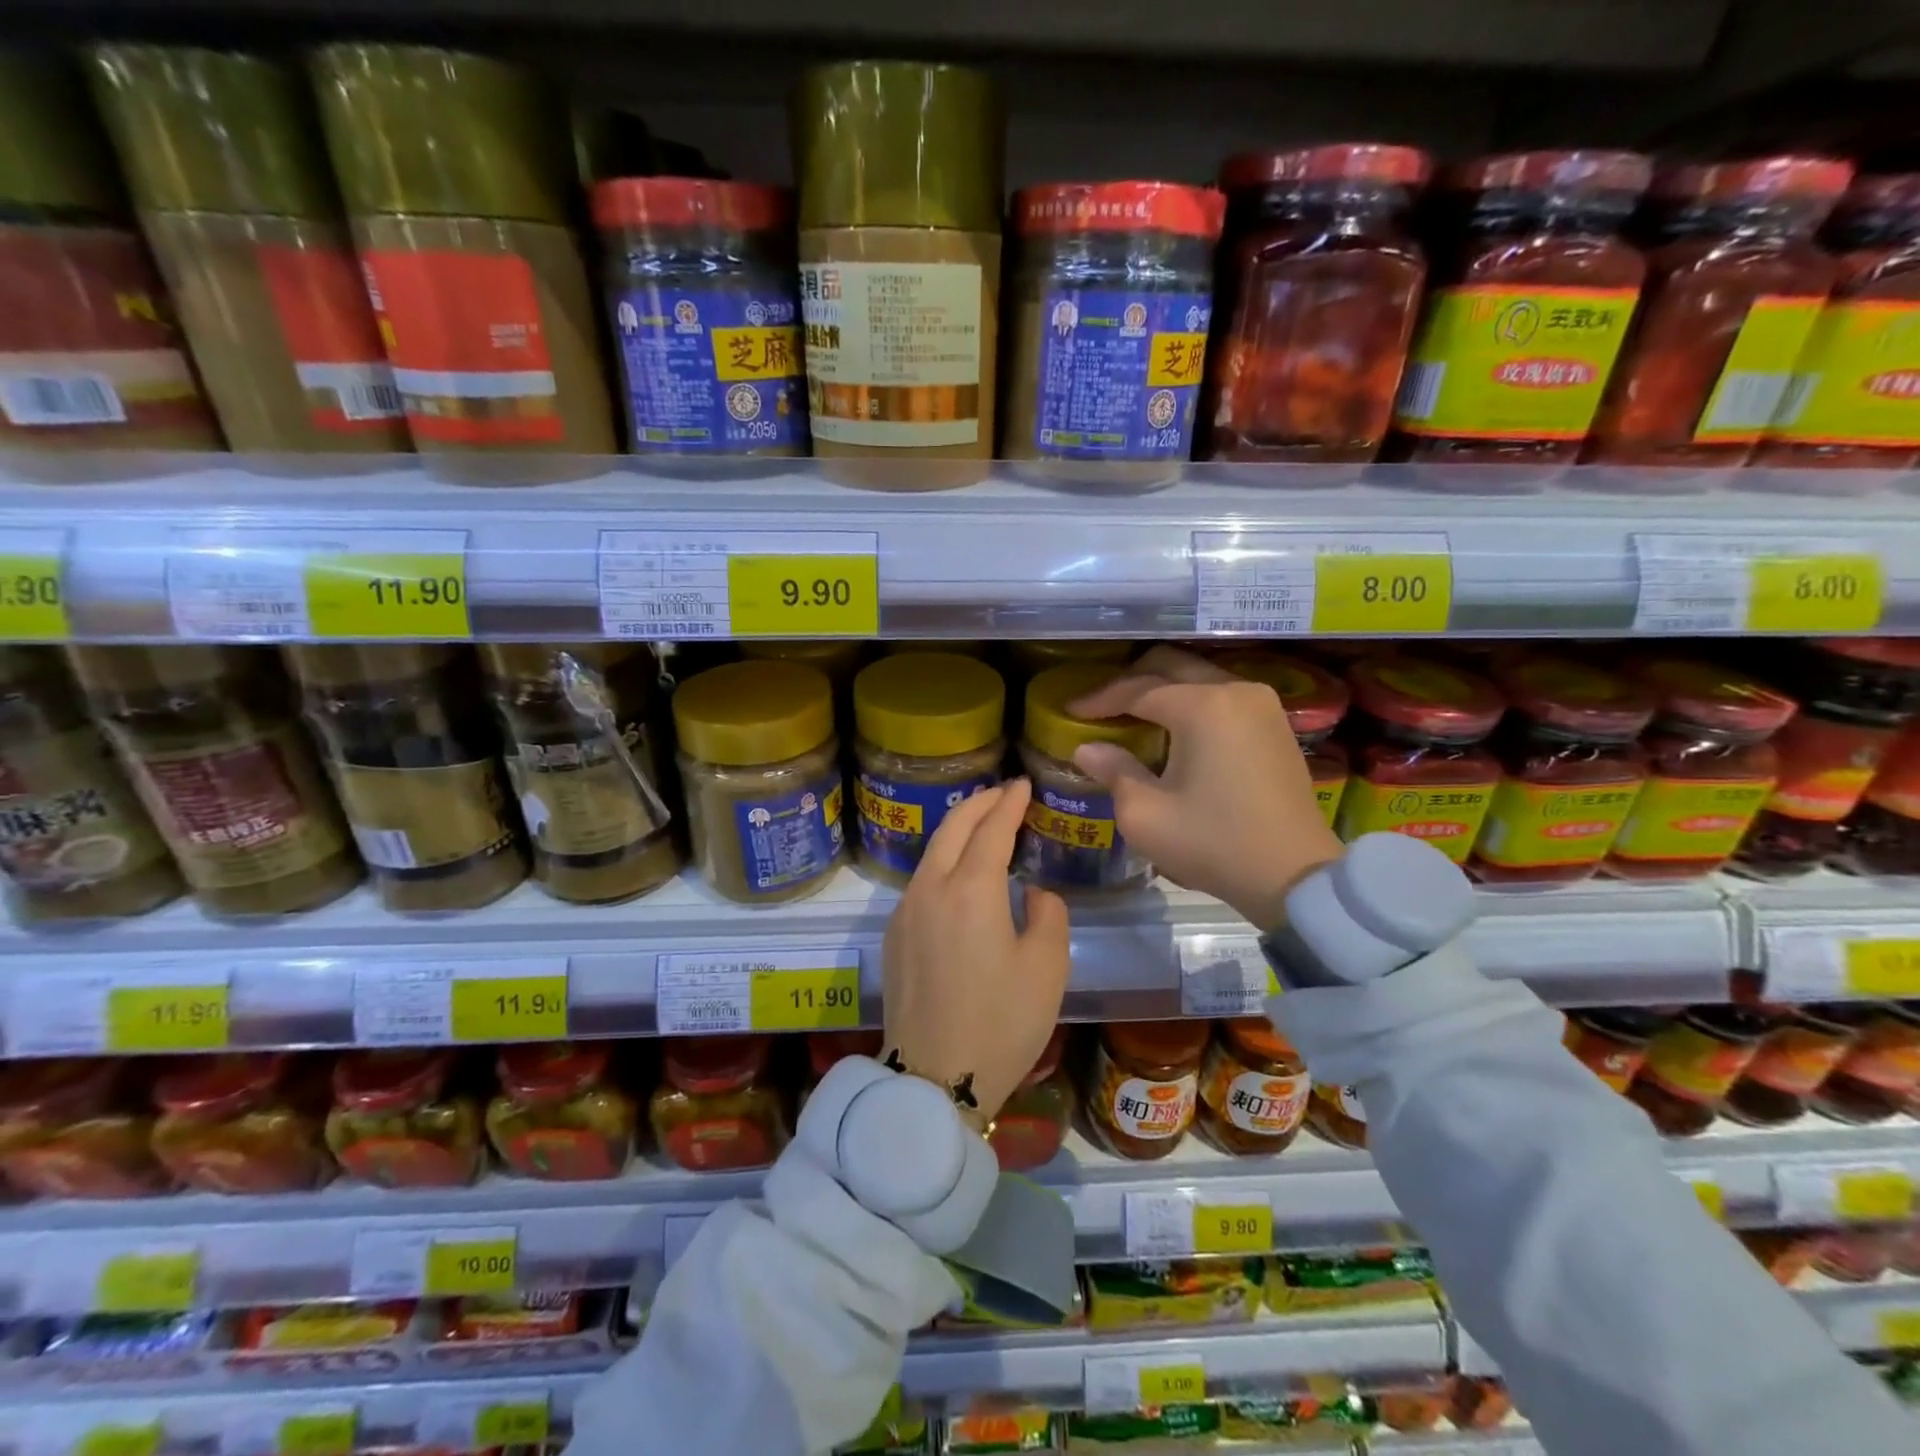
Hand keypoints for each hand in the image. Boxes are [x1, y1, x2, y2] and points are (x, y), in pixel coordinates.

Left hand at [882, 777, 1071, 1125]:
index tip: (1023, 784)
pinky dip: (943, 859)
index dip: (1009, 802)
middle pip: (953, 827)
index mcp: (970, 889)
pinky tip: (959, 873)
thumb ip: (1047, 914)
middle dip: (980, 802)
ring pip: (932, 851)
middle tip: (1003, 793)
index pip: (992, 828)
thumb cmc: (1001, 1023)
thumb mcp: (1047, 967)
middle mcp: (930, 888)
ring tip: (983, 825)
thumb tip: (1032, 892)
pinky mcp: (893, 935)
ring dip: (958, 829)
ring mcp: (904, 911)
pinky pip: (920, 880)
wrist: (933, 1079)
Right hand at [1067, 646, 1342, 929]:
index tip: (1069, 709)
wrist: (1295, 877)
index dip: (1099, 698)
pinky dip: (1191, 702)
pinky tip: (1172, 728)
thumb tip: (1087, 748)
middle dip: (1130, 681)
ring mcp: (1262, 705)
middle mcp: (1235, 690)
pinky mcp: (1276, 724)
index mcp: (1202, 706)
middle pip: (1171, 666)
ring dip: (1162, 689)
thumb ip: (1114, 771)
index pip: (1138, 689)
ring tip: (1132, 714)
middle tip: (1100, 704)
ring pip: (1199, 678)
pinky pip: (1222, 696)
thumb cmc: (1213, 843)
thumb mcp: (1146, 814)